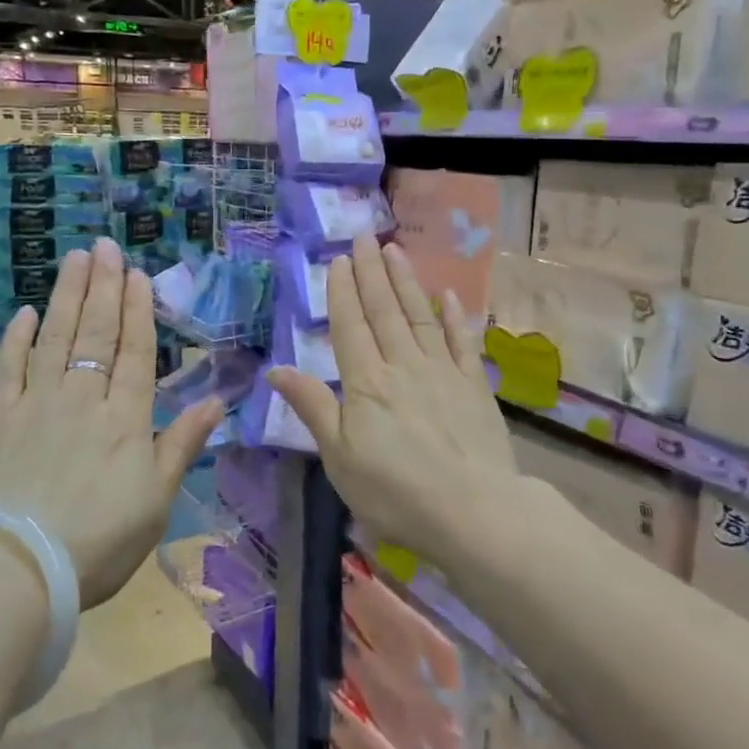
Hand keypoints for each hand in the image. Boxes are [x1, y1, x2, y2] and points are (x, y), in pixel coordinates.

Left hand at [0, 238, 222, 607]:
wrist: (16, 569)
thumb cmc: (98, 541)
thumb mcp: (156, 500)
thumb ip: (182, 444)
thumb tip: (217, 400)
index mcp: (125, 418)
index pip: (134, 352)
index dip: (137, 310)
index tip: (137, 273)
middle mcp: (82, 398)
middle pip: (95, 333)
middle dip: (103, 287)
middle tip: (105, 246)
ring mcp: (36, 404)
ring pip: (55, 338)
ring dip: (66, 296)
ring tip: (75, 260)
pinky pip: (7, 368)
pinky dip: (16, 338)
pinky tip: (25, 313)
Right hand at [267, 235, 519, 571]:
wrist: (473, 511)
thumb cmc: (395, 492)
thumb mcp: (339, 457)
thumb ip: (312, 407)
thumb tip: (275, 369)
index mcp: (367, 382)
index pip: (351, 326)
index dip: (343, 291)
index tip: (339, 260)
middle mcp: (403, 365)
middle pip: (384, 310)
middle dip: (371, 272)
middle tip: (364, 236)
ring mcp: (442, 371)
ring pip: (420, 316)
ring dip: (406, 282)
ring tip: (394, 250)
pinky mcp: (474, 385)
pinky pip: (461, 341)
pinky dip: (454, 316)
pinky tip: (448, 294)